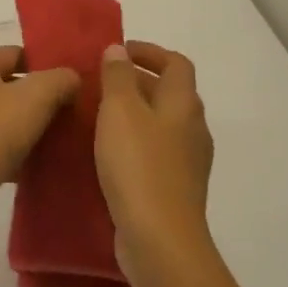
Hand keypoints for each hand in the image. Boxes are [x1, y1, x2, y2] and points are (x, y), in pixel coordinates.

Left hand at [0, 46, 78, 225]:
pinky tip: (44, 159)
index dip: (46, 63)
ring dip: (31, 124)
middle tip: (74, 108)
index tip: (73, 79)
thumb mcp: (36, 96)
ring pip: (5, 116)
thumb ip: (59, 79)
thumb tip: (72, 77)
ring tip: (64, 134)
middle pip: (11, 85)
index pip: (16, 53)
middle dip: (41, 96)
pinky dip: (19, 149)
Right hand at [95, 42, 215, 281]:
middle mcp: (192, 128)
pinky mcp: (174, 188)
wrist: (159, 237)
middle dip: (135, 82)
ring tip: (95, 117)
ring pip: (160, 124)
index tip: (116, 52)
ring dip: (133, 114)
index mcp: (183, 104)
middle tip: (97, 83)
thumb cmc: (138, 166)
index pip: (175, 63)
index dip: (148, 52)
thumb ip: (117, 77)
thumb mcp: (119, 112)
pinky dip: (132, 143)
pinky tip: (105, 155)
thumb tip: (118, 49)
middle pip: (169, 93)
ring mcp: (187, 161)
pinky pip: (154, 152)